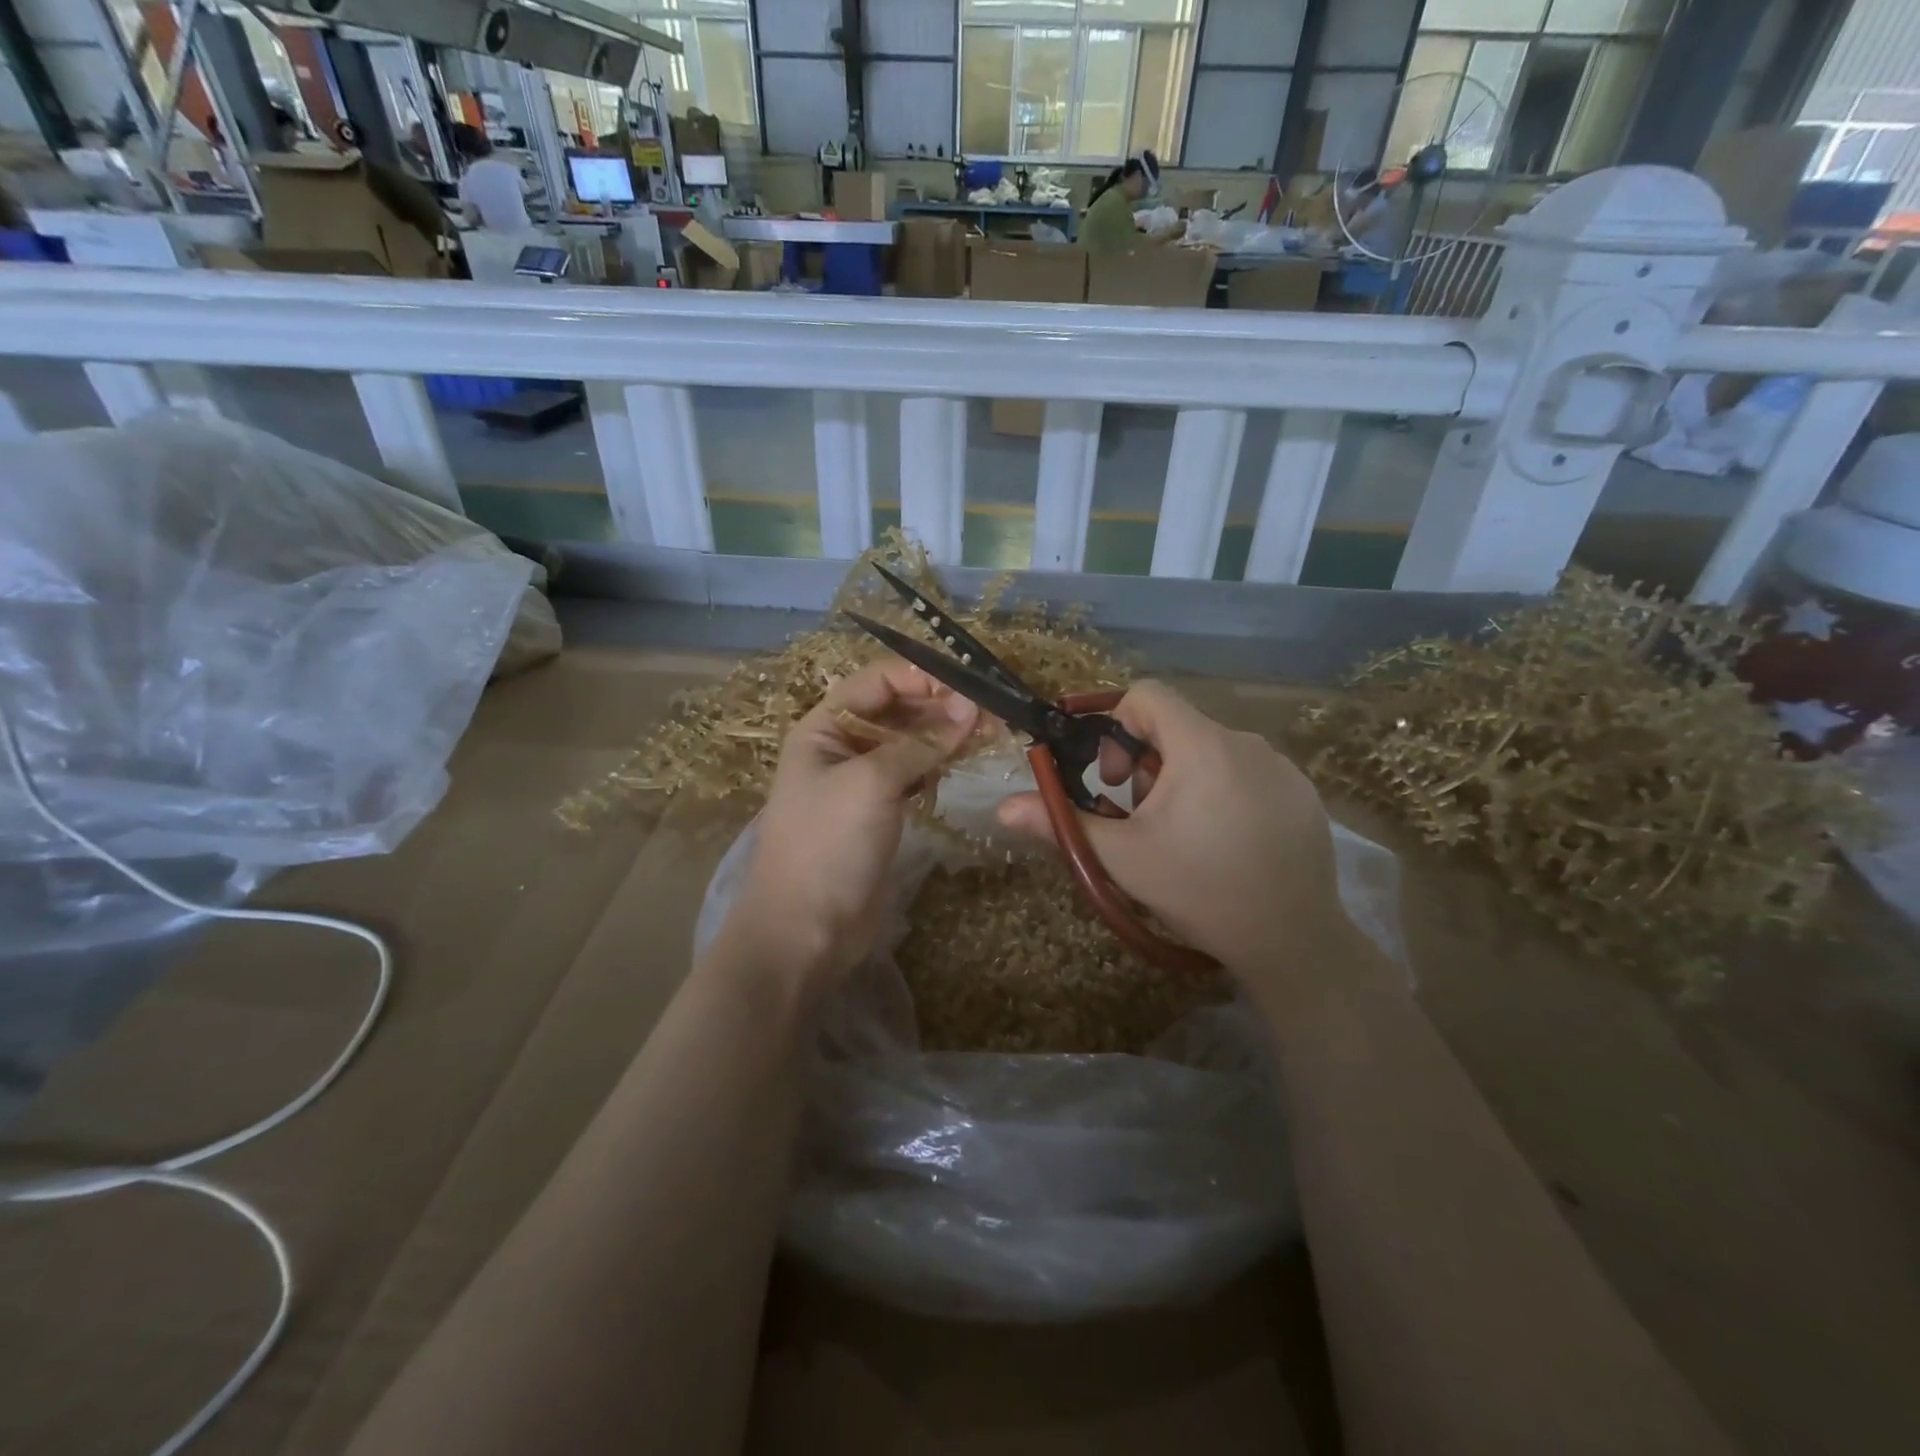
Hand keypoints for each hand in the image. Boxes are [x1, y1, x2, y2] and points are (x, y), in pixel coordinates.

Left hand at [722, 657, 977, 987]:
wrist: (806, 929)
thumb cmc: (829, 843)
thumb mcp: (872, 782)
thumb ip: (921, 743)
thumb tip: (970, 708)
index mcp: (824, 727)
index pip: (877, 681)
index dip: (921, 678)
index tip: (969, 687)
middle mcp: (842, 746)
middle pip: (896, 710)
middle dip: (939, 707)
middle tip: (989, 716)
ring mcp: (862, 781)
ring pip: (909, 743)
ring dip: (944, 736)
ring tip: (986, 736)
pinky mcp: (881, 812)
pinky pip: (914, 775)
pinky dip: (938, 766)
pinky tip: (962, 764)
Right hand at [995, 680, 1346, 983]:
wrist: (1293, 942)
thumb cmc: (1199, 891)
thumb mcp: (1123, 859)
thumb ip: (1062, 824)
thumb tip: (1003, 809)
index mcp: (1201, 747)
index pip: (1148, 694)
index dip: (1117, 723)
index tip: (1112, 776)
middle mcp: (1246, 743)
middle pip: (1177, 727)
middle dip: (1146, 763)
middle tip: (1142, 816)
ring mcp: (1282, 767)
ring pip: (1212, 750)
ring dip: (1184, 779)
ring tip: (1184, 835)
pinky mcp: (1303, 793)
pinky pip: (1248, 772)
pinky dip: (1224, 791)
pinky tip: (1228, 842)